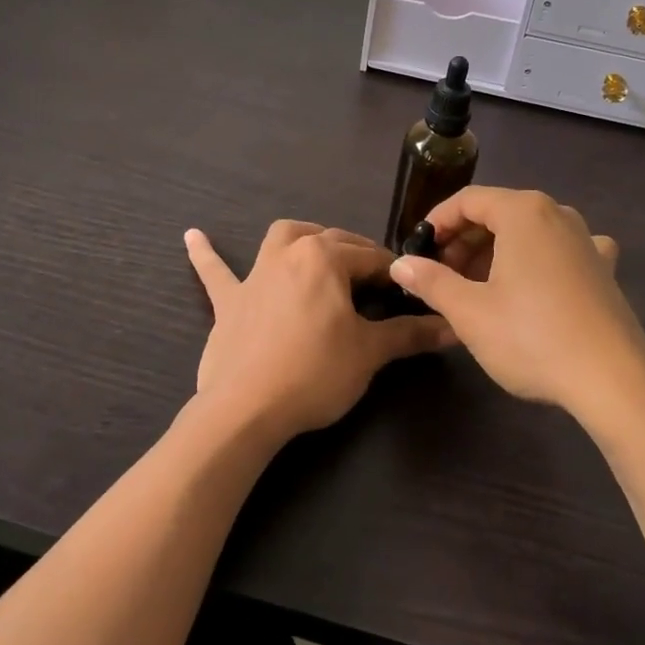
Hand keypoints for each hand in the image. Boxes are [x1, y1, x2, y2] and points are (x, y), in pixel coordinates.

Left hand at [185, 220, 449, 444]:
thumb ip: (411, 334)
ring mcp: (255, 274)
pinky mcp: (228, 300)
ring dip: (303, 238)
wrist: (246, 408)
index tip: (411, 292)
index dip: (396, 275)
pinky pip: (215, 271)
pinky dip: (206, 254)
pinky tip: (191, 236)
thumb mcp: (370, 353)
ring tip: (318, 248)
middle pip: (332, 242)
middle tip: (378, 284)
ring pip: (282, 238)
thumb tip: (453, 327)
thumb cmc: (315, 373)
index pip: (372, 258)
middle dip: (358, 255)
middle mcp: (289, 253)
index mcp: (326, 258)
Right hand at [390, 187, 644, 423]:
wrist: (614, 382)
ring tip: (476, 289)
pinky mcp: (603, 270)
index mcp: (523, 211)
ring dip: (496, 254)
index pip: (468, 200)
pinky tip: (535, 286)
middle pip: (498, 213)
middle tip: (442, 276)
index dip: (437, 222)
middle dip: (464, 241)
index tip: (418, 251)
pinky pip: (560, 252)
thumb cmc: (532, 337)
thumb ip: (431, 281)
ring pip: (528, 234)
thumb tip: (400, 264)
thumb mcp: (469, 311)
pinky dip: (538, 262)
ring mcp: (586, 240)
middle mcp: (557, 214)